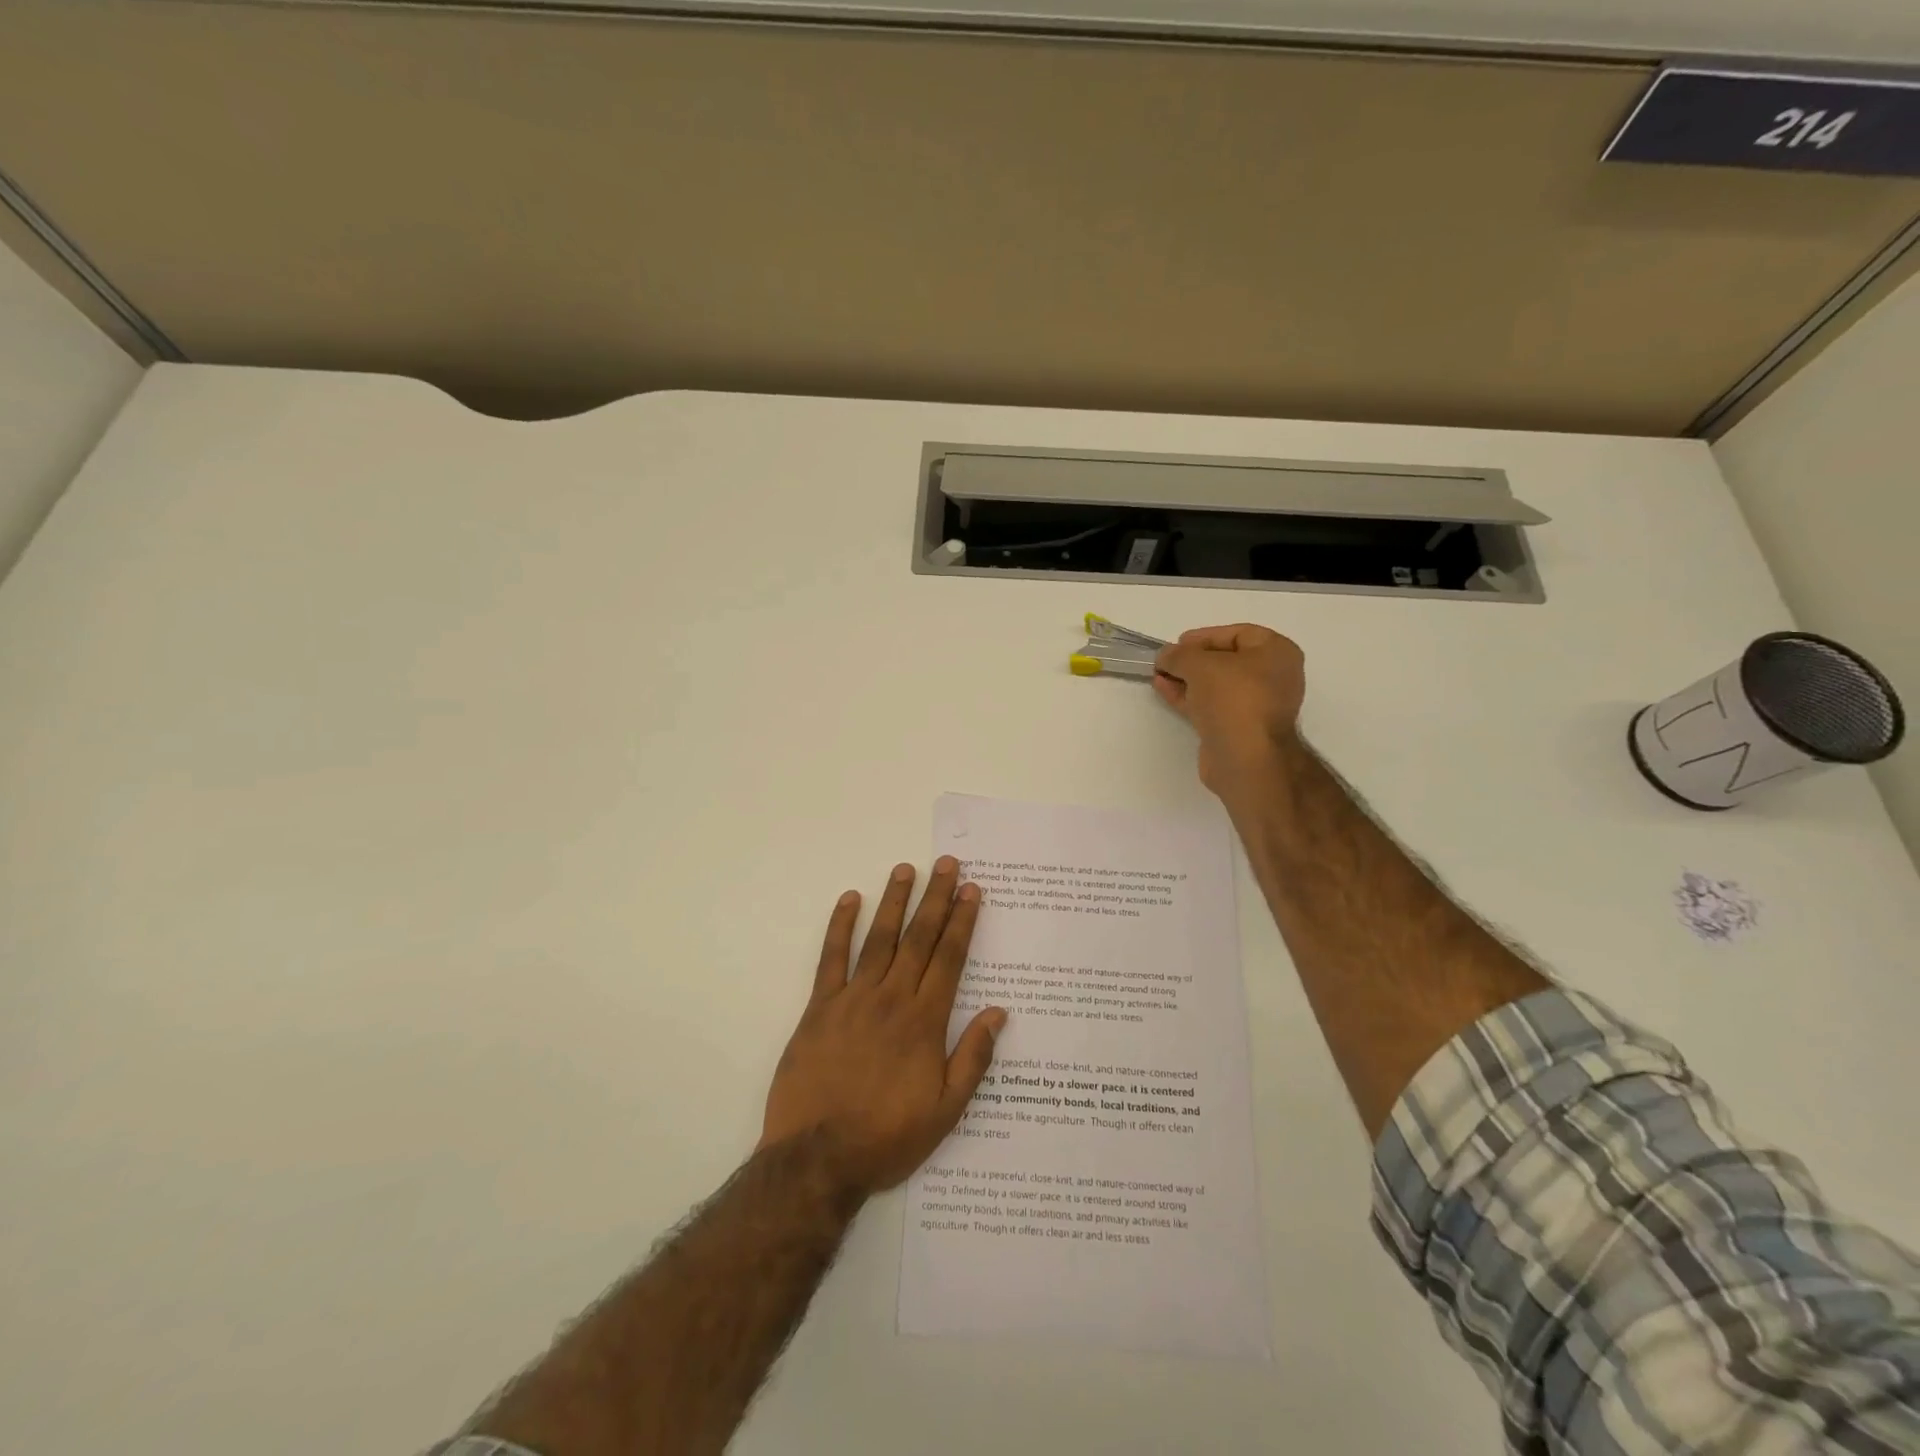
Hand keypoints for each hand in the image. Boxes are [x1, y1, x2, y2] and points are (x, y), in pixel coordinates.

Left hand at [761, 857, 1006, 1193]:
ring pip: (879, 939)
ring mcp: (853, 999)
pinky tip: (849, 900)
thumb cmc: (887, 1137)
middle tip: (946, 864)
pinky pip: (831, 959)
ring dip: (894, 902)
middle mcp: (892, 999)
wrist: (817, 1159)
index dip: (962, 922)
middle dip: (935, 898)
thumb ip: (972, 1058)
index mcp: (924, 1022)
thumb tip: (998, 1013)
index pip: (949, 959)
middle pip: (919, 939)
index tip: (971, 890)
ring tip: (906, 869)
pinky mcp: (819, 1008)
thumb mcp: (945, 1111)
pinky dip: (840, 927)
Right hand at [1154, 623, 1306, 795]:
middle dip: (1193, 659)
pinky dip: (1189, 696)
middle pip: (1227, 660)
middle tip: (1168, 659)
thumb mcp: (1199, 664)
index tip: (1178, 643)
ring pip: (1217, 685)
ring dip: (1187, 678)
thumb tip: (1166, 656)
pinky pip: (1211, 705)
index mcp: (1277, 653)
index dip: (1205, 636)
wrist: (1244, 756)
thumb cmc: (1232, 697)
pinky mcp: (1238, 728)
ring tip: (1159, 674)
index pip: (1239, 634)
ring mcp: (1256, 706)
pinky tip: (1163, 689)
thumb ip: (1178, 654)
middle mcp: (1273, 677)